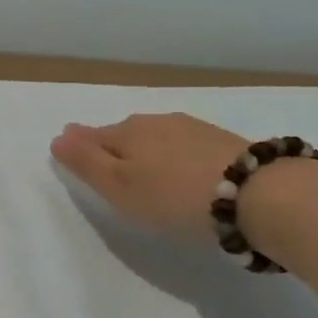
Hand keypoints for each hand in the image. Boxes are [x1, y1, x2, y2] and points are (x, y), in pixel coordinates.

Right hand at [50, 113, 252, 241]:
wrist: (260, 195)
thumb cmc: (175, 195)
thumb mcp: (120, 187)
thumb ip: (86, 163)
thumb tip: (57, 137)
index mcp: (127, 132)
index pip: (93, 136)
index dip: (81, 146)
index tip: (72, 153)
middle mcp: (157, 122)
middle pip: (125, 134)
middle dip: (114, 146)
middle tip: (110, 167)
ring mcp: (194, 129)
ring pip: (158, 138)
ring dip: (149, 151)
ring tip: (148, 171)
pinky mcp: (225, 143)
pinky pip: (186, 147)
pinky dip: (178, 158)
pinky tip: (186, 173)